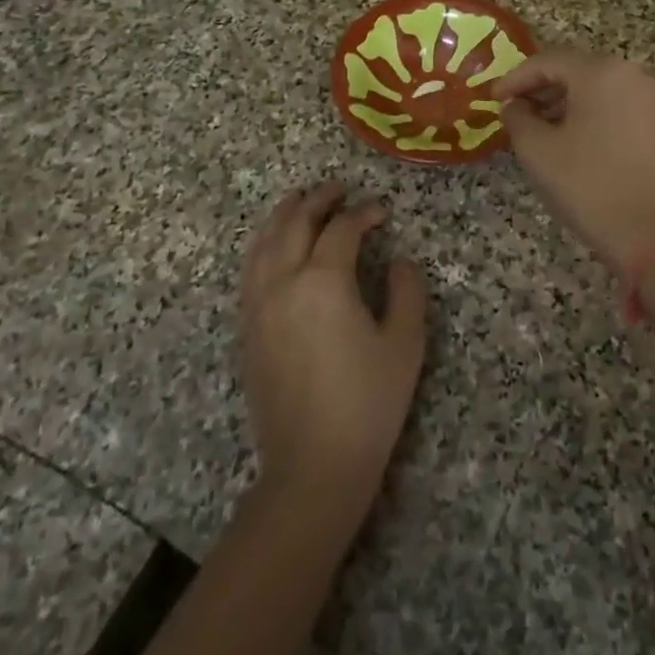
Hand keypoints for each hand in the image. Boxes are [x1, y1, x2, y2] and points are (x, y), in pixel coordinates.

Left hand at [239, 182, 426, 528]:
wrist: (312, 467)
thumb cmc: (367, 403)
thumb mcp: (404, 344)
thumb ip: (407, 292)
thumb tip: (401, 261)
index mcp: (324, 281)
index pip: (342, 229)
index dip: (364, 213)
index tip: (381, 210)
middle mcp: (284, 283)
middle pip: (295, 223)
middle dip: (318, 199)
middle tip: (338, 188)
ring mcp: (258, 306)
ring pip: (264, 242)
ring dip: (283, 215)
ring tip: (299, 200)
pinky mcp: (247, 329)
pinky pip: (249, 270)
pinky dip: (262, 245)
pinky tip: (273, 246)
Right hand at [492, 49, 654, 274]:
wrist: (648, 232)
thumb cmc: (587, 184)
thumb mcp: (537, 150)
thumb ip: (517, 118)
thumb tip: (513, 105)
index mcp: (601, 72)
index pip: (548, 61)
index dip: (516, 78)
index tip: (494, 98)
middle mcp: (630, 74)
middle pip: (575, 69)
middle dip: (540, 87)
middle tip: (513, 109)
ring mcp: (649, 98)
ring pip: (596, 87)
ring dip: (563, 100)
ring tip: (537, 125)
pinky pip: (615, 103)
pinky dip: (589, 112)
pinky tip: (570, 136)